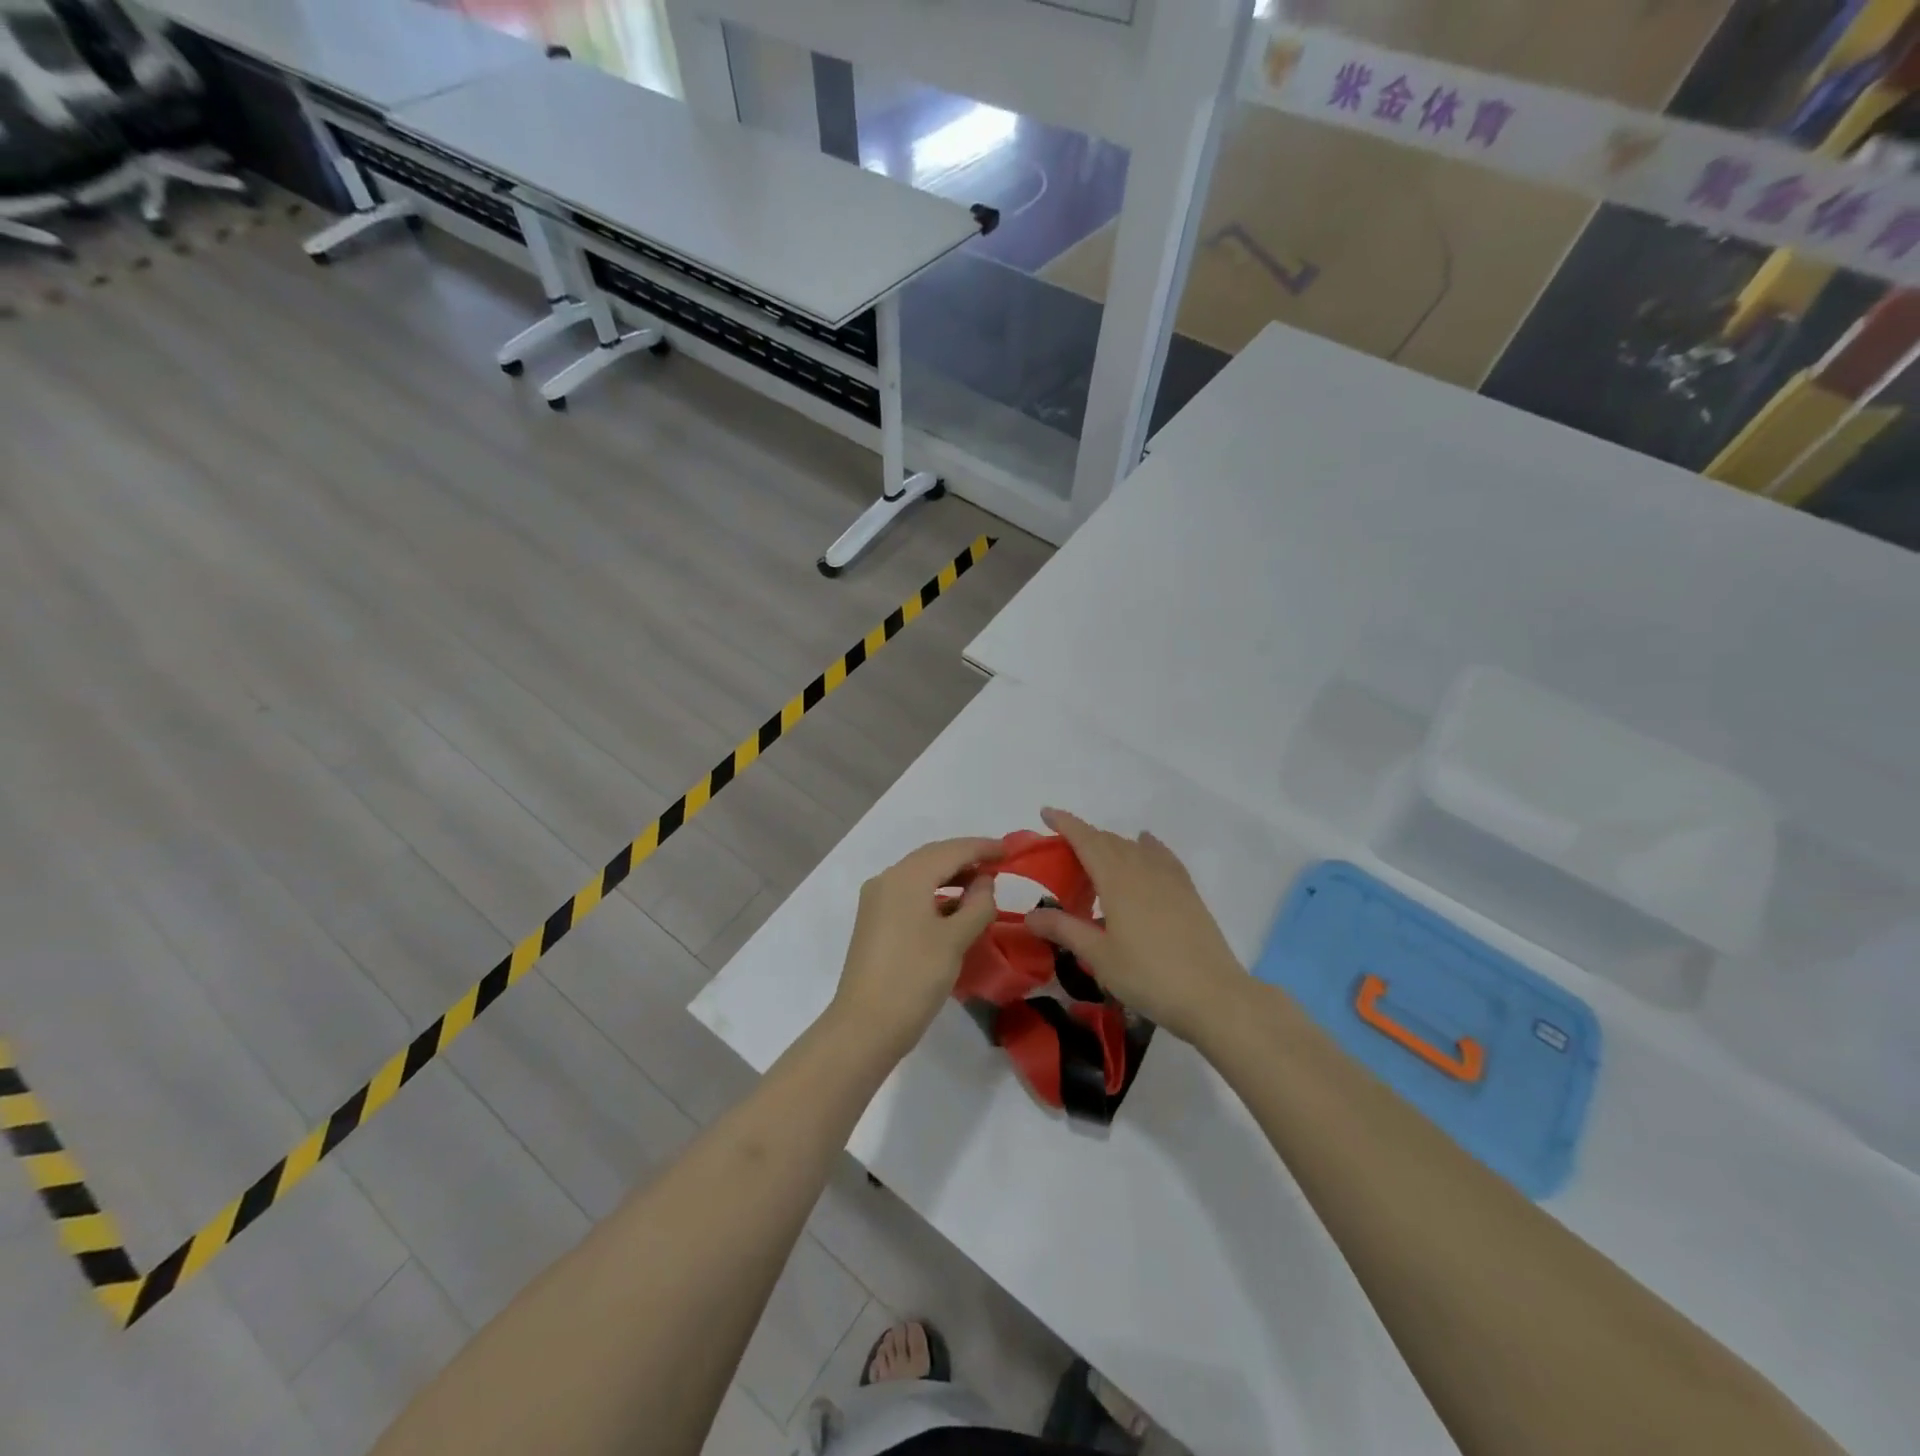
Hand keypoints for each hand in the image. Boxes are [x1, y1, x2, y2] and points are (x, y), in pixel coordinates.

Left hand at [831, 837, 1000, 1058]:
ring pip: (920, 875)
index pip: (951, 851)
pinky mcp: (874, 921)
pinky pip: (909, 893)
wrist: (865, 1026)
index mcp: (906, 877)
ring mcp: (876, 900)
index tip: (1010, 850)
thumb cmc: (914, 978)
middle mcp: (887, 879)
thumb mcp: (955, 940)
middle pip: (932, 857)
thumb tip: (984, 881)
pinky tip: (954, 907)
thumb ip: (977, 904)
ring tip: (982, 885)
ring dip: (951, 875)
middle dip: (966, 857)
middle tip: (999, 863)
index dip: (982, 848)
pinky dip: (935, 893)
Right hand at [1026, 808, 1244, 1042]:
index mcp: (1117, 880)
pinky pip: (1161, 855)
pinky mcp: (1188, 892)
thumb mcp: (1099, 957)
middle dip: (1083, 837)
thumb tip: (1030, 915)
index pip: (1086, 839)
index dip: (1065, 823)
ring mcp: (1169, 878)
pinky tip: (1145, 845)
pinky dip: (1146, 846)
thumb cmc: (1149, 976)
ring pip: (1134, 847)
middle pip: (1109, 841)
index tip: (1045, 813)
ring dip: (1110, 845)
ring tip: (1095, 860)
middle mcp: (1142, 869)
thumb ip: (1065, 929)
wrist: (1214, 996)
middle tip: (1061, 852)